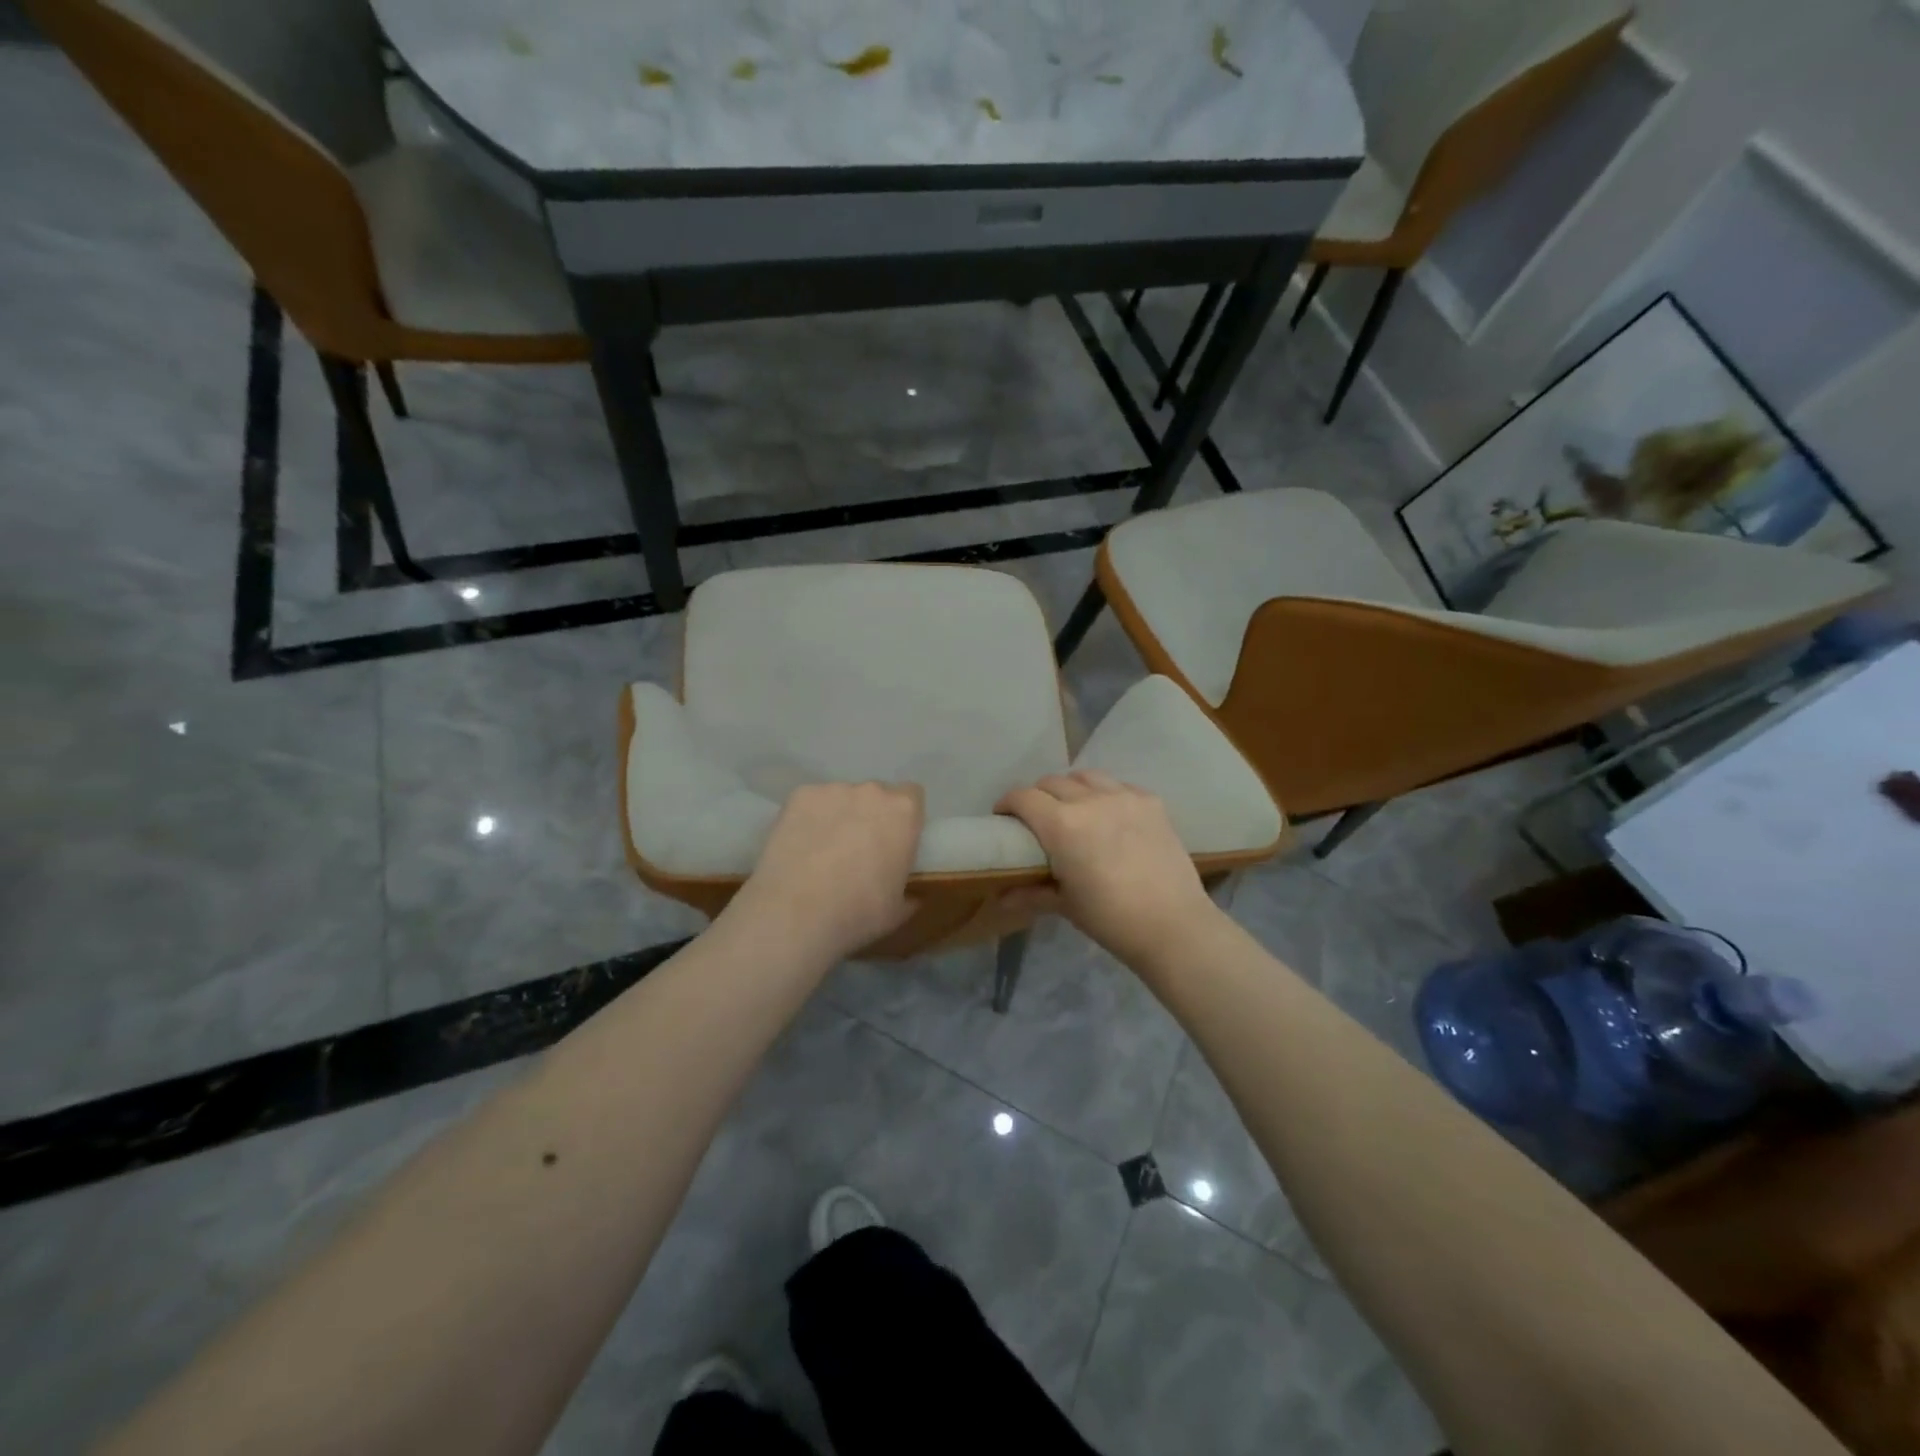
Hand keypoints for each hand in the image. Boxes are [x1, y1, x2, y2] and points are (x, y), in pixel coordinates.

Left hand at [726, 782, 923, 962]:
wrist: (796, 913)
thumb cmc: (858, 912)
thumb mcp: (897, 911)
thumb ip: (909, 893)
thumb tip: (911, 895)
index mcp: (903, 812)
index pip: (912, 796)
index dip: (903, 818)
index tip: (894, 840)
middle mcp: (871, 791)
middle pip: (875, 795)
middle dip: (870, 816)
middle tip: (858, 850)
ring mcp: (832, 790)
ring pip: (841, 799)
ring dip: (838, 817)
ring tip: (821, 852)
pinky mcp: (798, 796)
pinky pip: (810, 803)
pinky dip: (808, 819)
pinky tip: (798, 847)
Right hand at [996, 770, 1221, 966]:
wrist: (1173, 925)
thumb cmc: (1110, 919)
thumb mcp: (1065, 905)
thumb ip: (1030, 893)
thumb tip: (1000, 898)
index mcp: (1061, 825)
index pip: (1023, 797)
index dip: (1007, 803)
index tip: (1004, 817)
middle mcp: (1090, 800)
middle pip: (1052, 782)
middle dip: (1038, 796)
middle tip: (1037, 819)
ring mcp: (1124, 797)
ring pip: (1086, 776)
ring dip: (1071, 788)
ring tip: (1073, 810)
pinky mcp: (1151, 802)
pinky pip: (1119, 786)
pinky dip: (1106, 794)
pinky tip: (1110, 816)